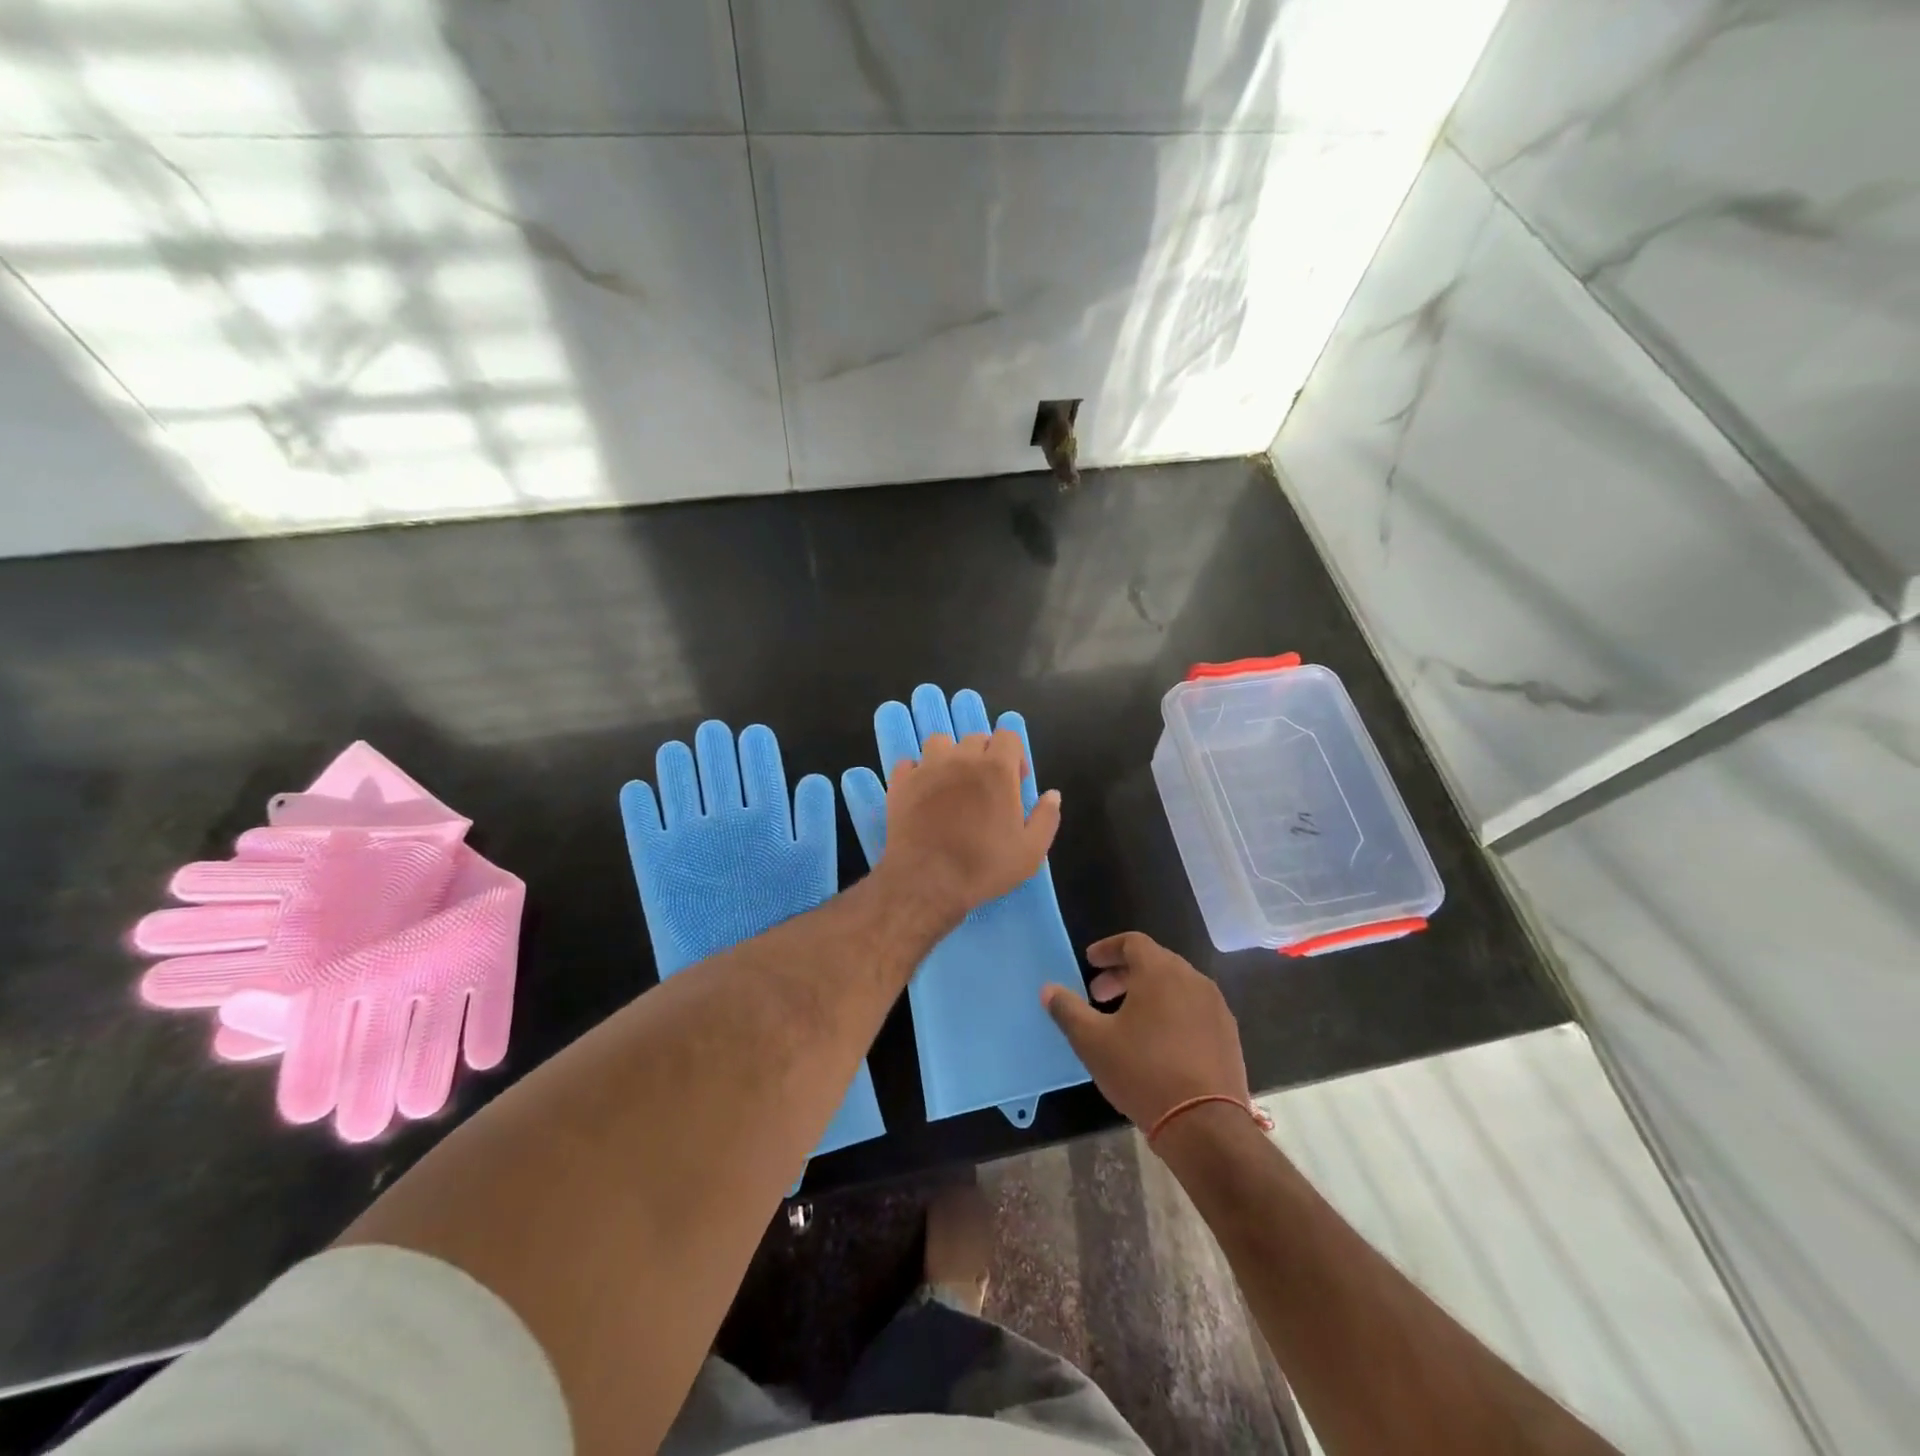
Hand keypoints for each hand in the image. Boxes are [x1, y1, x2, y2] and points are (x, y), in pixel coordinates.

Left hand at [881, 726, 1061, 919]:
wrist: (926, 882)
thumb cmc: (983, 866)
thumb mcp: (1031, 851)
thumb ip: (1046, 817)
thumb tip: (1052, 794)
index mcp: (996, 769)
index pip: (1008, 736)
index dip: (1015, 755)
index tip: (1015, 781)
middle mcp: (961, 759)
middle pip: (975, 738)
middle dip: (985, 755)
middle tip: (985, 788)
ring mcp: (927, 768)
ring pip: (940, 743)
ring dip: (950, 756)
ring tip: (952, 783)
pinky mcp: (901, 783)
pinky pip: (909, 763)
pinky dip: (918, 772)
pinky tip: (923, 792)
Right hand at [1041, 932, 1248, 1130]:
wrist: (1205, 1124)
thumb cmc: (1143, 1071)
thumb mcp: (1092, 1041)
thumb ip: (1068, 1010)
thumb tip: (1048, 990)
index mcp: (1160, 971)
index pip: (1132, 942)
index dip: (1108, 949)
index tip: (1090, 963)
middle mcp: (1192, 979)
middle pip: (1154, 962)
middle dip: (1123, 974)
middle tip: (1099, 995)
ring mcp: (1215, 1007)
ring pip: (1176, 986)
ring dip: (1148, 994)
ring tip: (1126, 1020)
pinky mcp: (1228, 1035)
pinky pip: (1194, 1010)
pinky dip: (1171, 1012)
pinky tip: (1158, 1043)